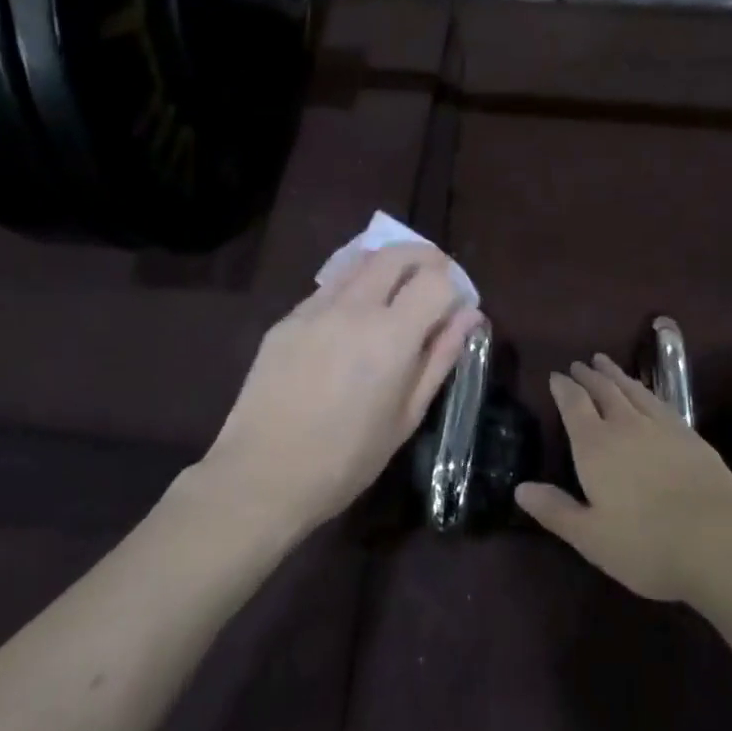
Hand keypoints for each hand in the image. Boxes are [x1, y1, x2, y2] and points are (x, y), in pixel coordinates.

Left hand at [196, 245, 481, 537]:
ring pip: (361, 261)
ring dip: (388, 266)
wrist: (261, 477)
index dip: (454, 285)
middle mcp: (354, 308)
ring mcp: (316, 309)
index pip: (436, 280)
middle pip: (397, 253)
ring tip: (396, 291)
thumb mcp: (407, 416)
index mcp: (391, 336)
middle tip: (434, 279)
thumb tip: (470, 316)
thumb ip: (441, 357)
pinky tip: (353, 320)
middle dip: (425, 258)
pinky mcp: (287, 319)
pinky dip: (354, 287)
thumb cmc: (346, 459)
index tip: (456, 304)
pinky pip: (330, 287)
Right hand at [515, 355, 731, 603]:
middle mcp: (626, 425)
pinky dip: (646, 390)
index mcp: (595, 445)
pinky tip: (647, 394)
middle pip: (604, 390)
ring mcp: (661, 427)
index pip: (574, 405)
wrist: (720, 540)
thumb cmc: (646, 544)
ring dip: (617, 375)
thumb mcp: (591, 537)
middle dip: (590, 376)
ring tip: (607, 364)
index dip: (563, 388)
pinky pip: (660, 401)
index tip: (556, 375)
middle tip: (581, 363)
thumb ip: (556, 510)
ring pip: (633, 390)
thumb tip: (520, 488)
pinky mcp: (690, 435)